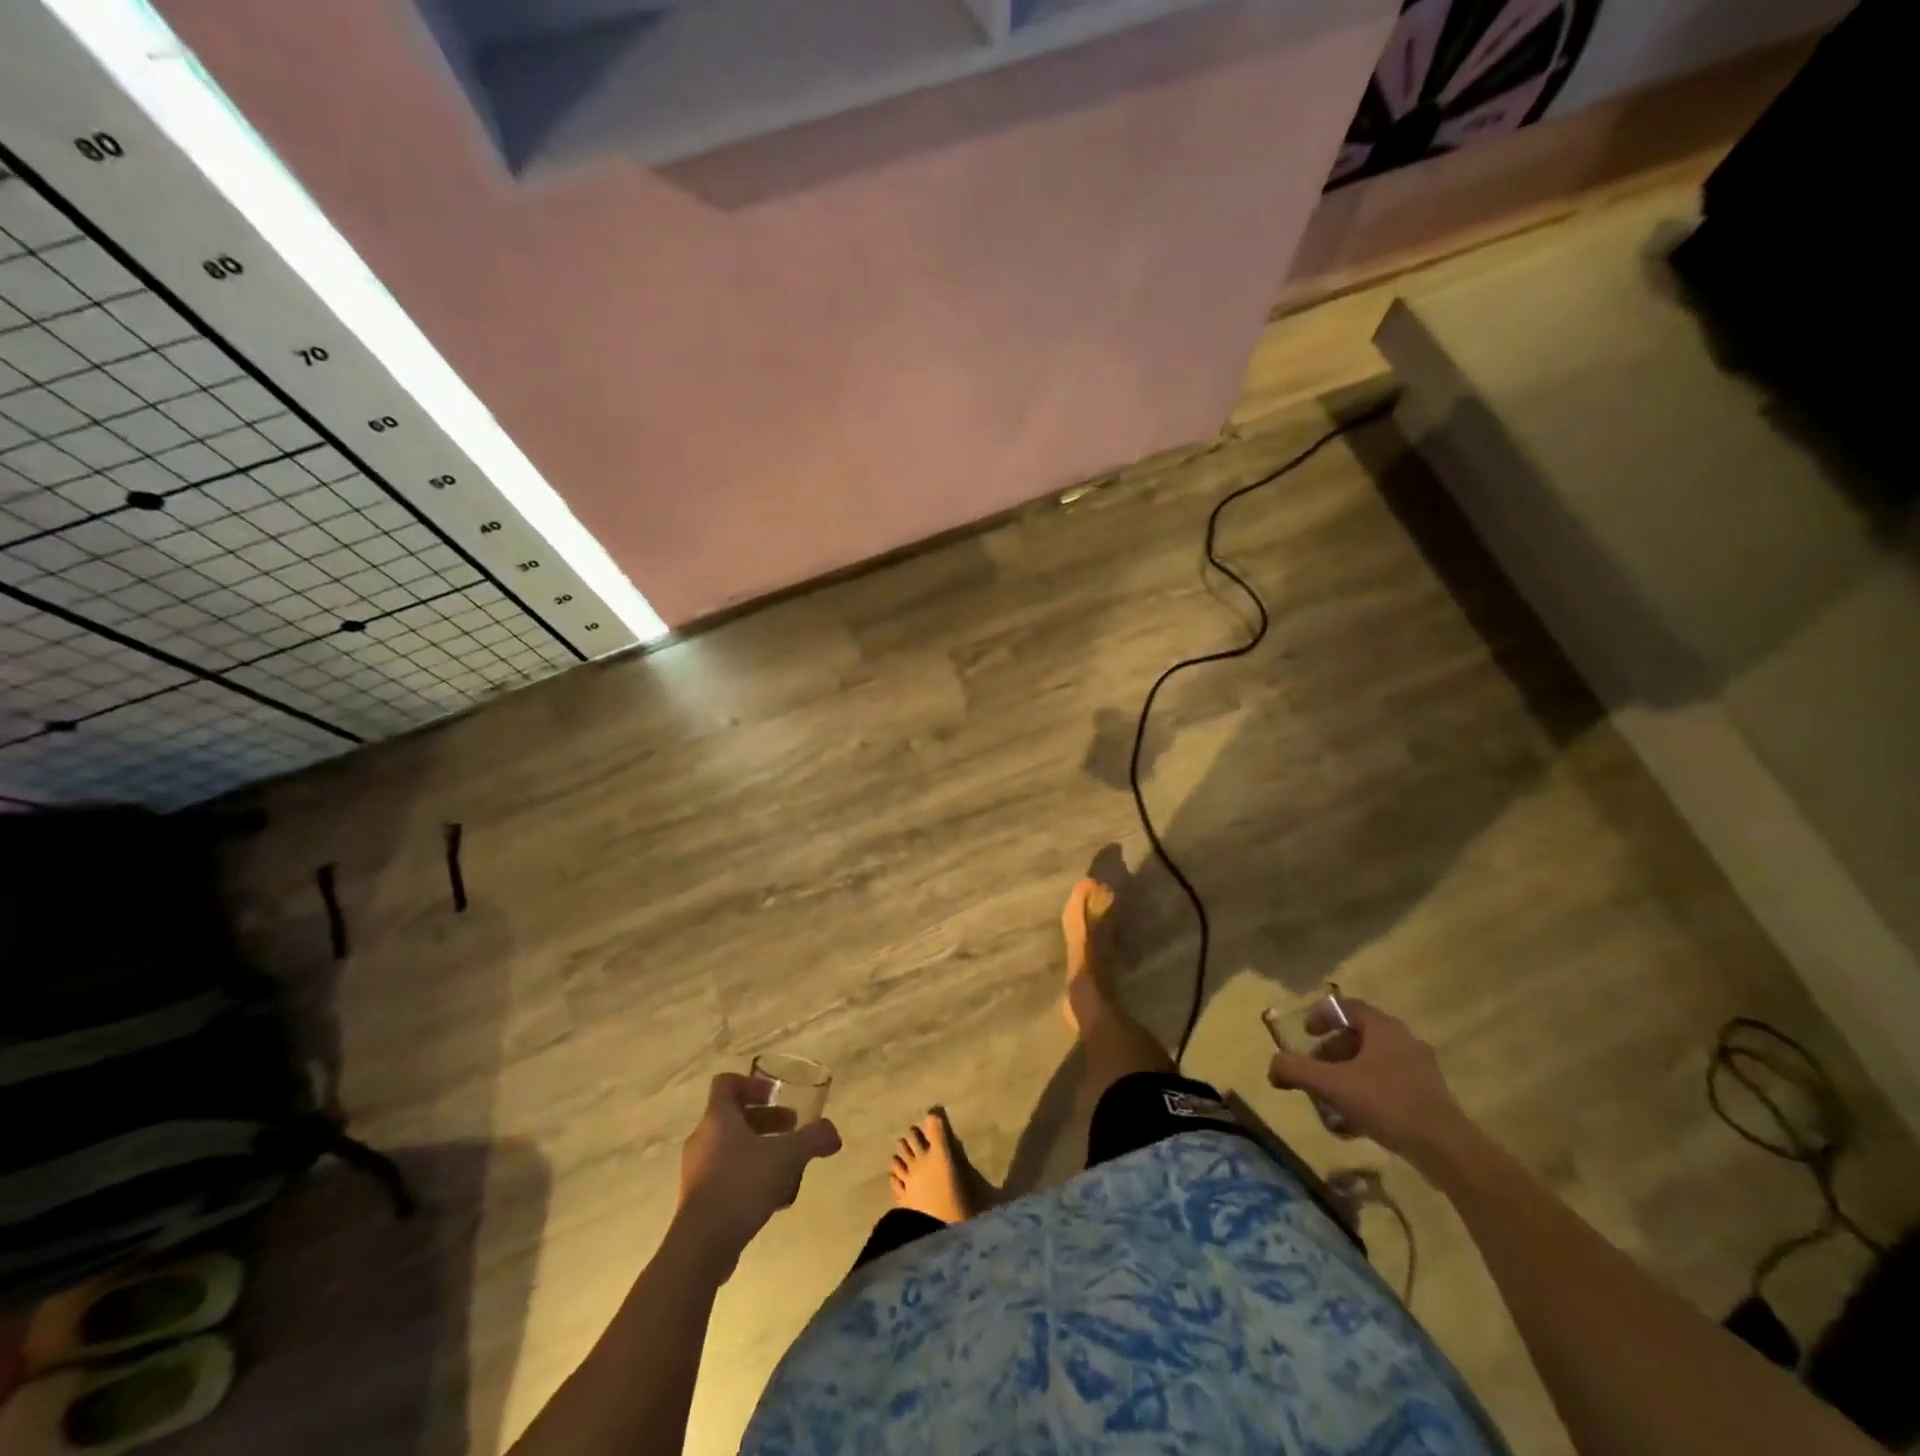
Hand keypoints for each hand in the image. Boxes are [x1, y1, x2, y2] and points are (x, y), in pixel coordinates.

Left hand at [675, 1073, 840, 1274]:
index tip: (775, 1096)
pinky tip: (772, 1196)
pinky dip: (748, 1177)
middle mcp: (703, 1139)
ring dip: (759, 1149)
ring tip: (787, 1165)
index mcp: (718, 1118)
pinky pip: (725, 1177)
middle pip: (733, 1117)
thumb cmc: (742, 1185)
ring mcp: (697, 1172)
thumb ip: (813, 1139)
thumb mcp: (787, 1156)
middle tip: (792, 1128)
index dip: (751, 1084)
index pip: (726, 1084)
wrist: (701, 1246)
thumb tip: (833, 1133)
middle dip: (766, 1120)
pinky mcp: (697, 1202)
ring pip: (731, 1148)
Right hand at [1267, 999, 1470, 1162]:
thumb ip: (1296, 1070)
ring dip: (1348, 1072)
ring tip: (1332, 1097)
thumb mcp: (1331, 1084)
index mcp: (1383, 1027)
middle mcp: (1404, 1039)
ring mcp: (1420, 1068)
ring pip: (1374, 1060)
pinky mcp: (1429, 1095)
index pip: (1346, 1007)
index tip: (1306, 1033)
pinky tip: (1356, 1119)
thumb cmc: (1386, 1103)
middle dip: (1331, 1050)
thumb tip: (1272, 1066)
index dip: (1321, 1016)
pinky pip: (1389, 1082)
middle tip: (1315, 1068)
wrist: (1446, 1149)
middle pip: (1359, 1035)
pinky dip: (1367, 1090)